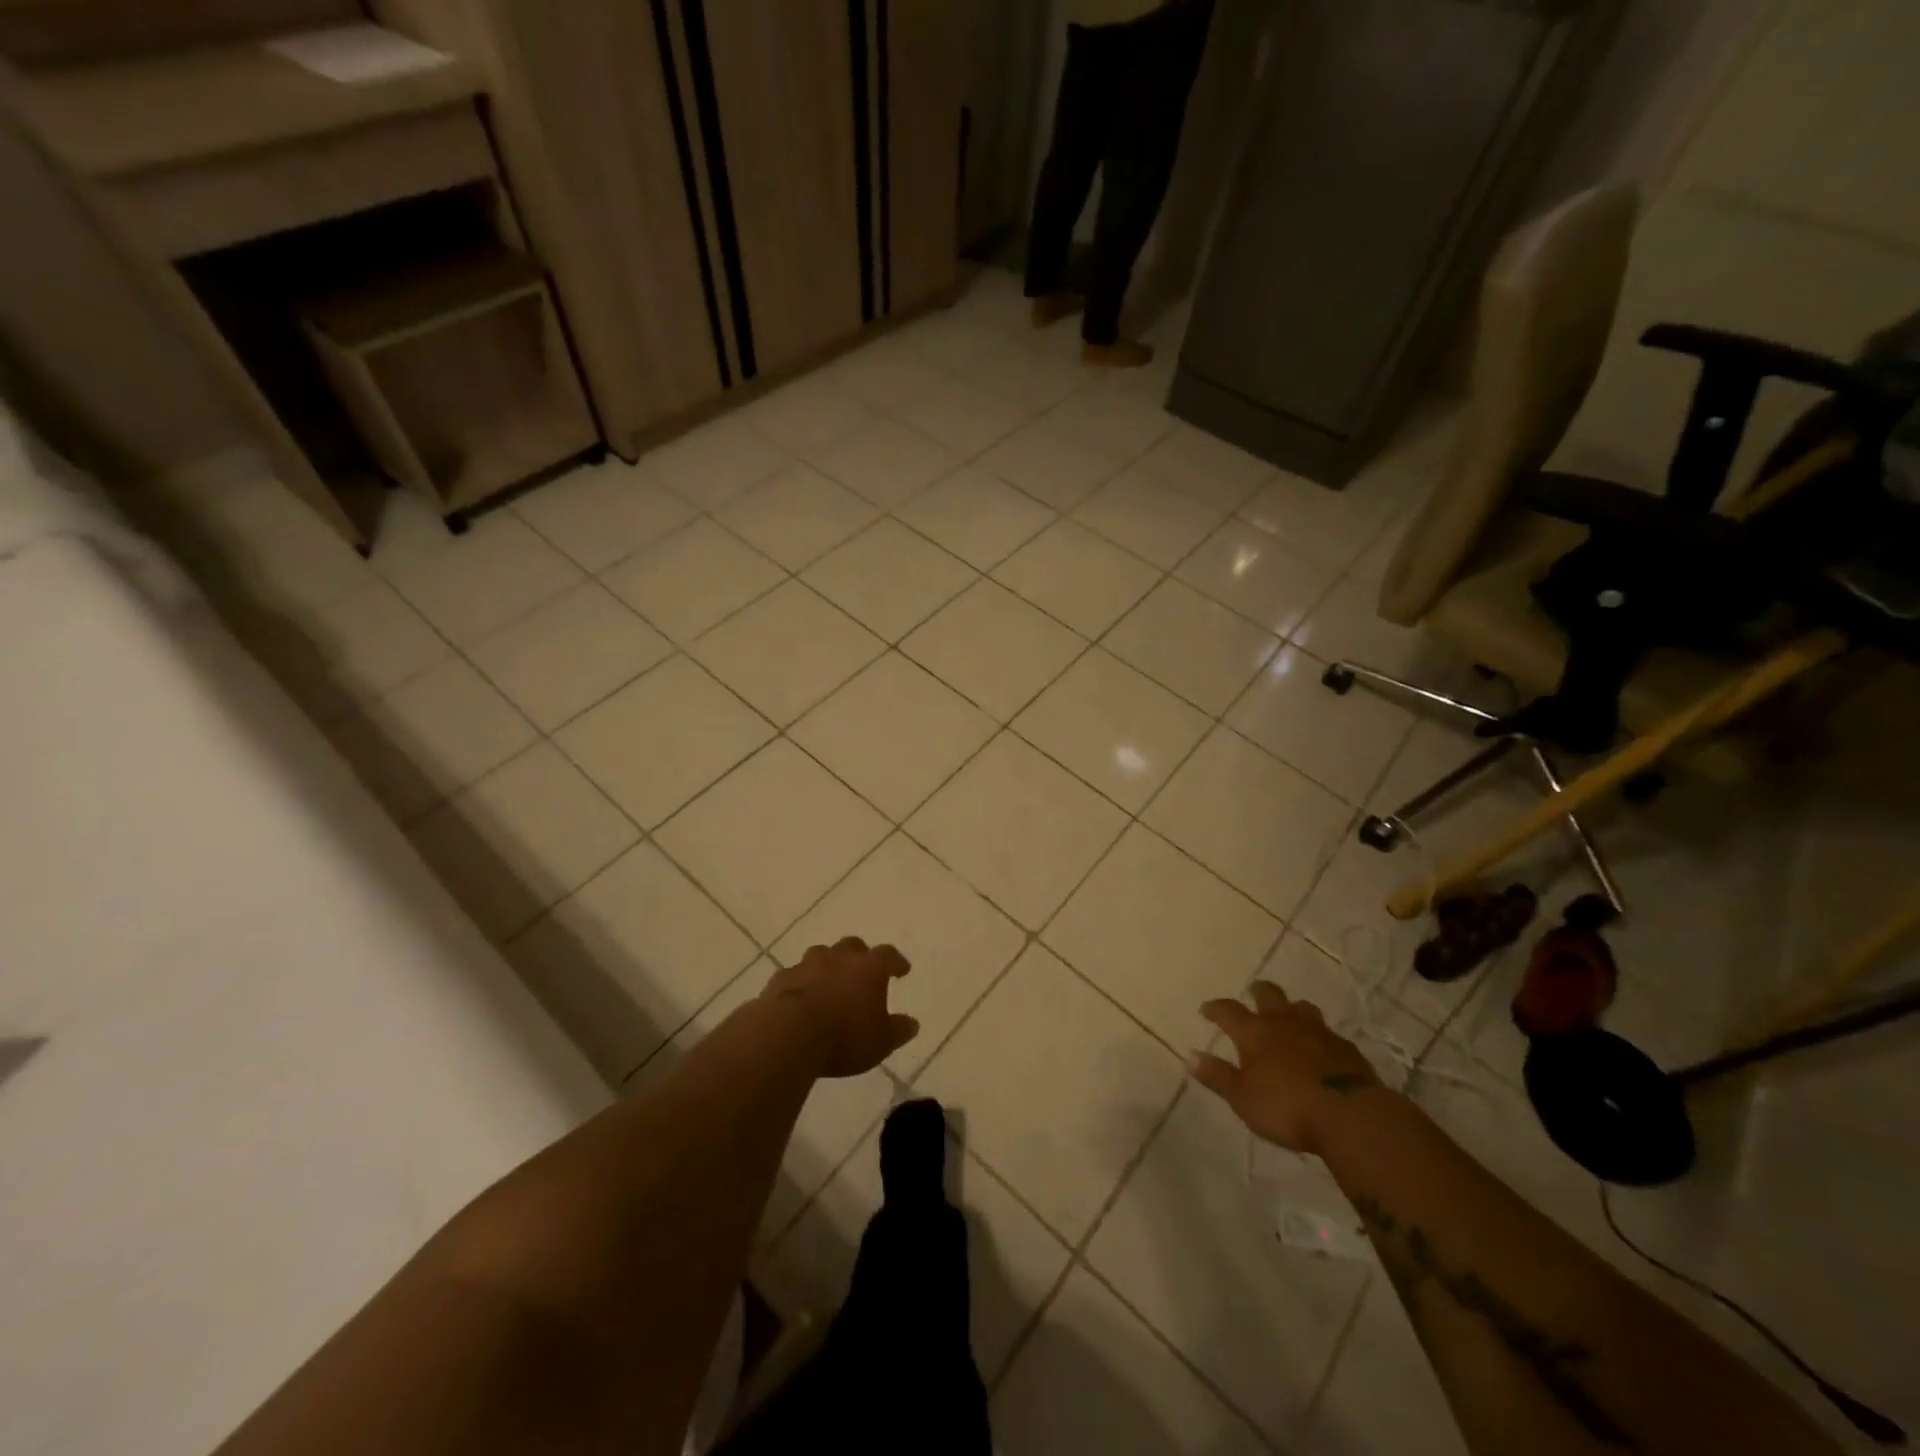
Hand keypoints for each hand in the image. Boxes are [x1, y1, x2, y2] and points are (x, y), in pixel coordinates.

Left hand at [763, 937, 918, 1077]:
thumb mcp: (880, 1042)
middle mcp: (839, 958)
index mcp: (869, 967)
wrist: (788, 1035)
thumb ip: (898, 1031)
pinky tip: (800, 996)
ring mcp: (807, 964)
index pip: (888, 955)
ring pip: (821, 955)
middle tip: (862, 970)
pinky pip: (795, 975)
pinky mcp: (781, 978)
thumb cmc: (844, 1037)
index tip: (902, 969)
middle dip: (859, 956)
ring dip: (827, 965)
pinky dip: (801, 982)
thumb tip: (912, 1024)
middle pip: (853, 946)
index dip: (896, 962)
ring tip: (829, 981)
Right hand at [1190, 981, 1383, 1154]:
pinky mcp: (1346, 1049)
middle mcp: (1284, 1023)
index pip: (1228, 1011)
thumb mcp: (1242, 1098)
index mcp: (1255, 1033)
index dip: (1215, 1008)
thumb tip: (1190, 1056)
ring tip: (1289, 1017)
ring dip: (1292, 1009)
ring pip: (1302, 1008)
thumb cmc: (1287, 1107)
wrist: (1350, 1116)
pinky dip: (1319, 1036)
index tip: (1206, 1010)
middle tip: (1253, 994)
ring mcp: (1318, 1033)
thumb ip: (1217, 1076)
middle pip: (1269, 995)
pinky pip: (1328, 1033)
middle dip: (1258, 992)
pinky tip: (1320, 1048)